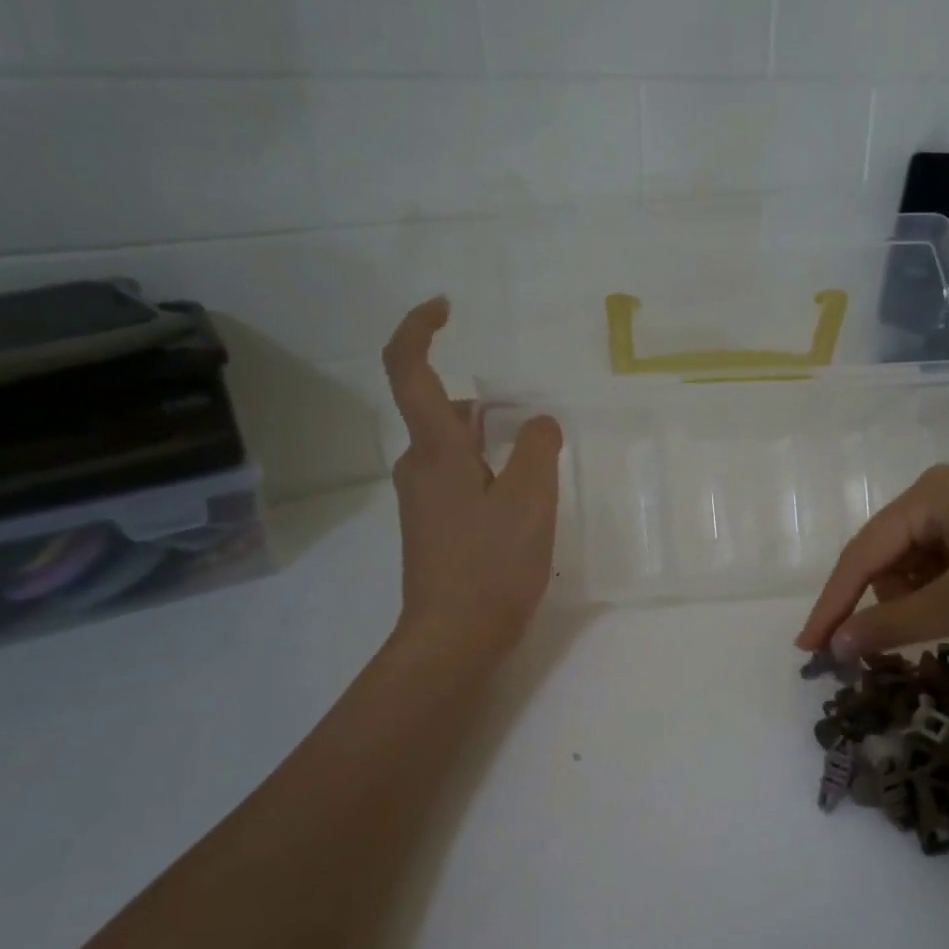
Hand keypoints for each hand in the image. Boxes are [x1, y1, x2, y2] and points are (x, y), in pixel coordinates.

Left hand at [382, 298, 562, 663]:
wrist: (453, 640)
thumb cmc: (490, 566)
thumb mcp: (528, 502)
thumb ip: (535, 449)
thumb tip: (537, 421)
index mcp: (435, 451)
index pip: (409, 370)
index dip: (420, 329)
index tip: (446, 308)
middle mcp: (419, 468)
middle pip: (441, 412)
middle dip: (484, 403)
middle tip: (533, 419)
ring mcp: (423, 501)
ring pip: (454, 449)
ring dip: (491, 441)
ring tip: (539, 464)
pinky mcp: (434, 528)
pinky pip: (460, 480)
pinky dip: (488, 471)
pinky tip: (523, 502)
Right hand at [795, 464, 948, 658]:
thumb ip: (891, 625)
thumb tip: (836, 647)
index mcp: (928, 495)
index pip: (860, 554)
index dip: (831, 605)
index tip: (806, 649)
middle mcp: (943, 491)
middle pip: (885, 556)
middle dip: (879, 604)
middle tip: (871, 653)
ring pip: (915, 563)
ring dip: (913, 601)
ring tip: (938, 630)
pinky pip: (945, 562)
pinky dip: (940, 593)